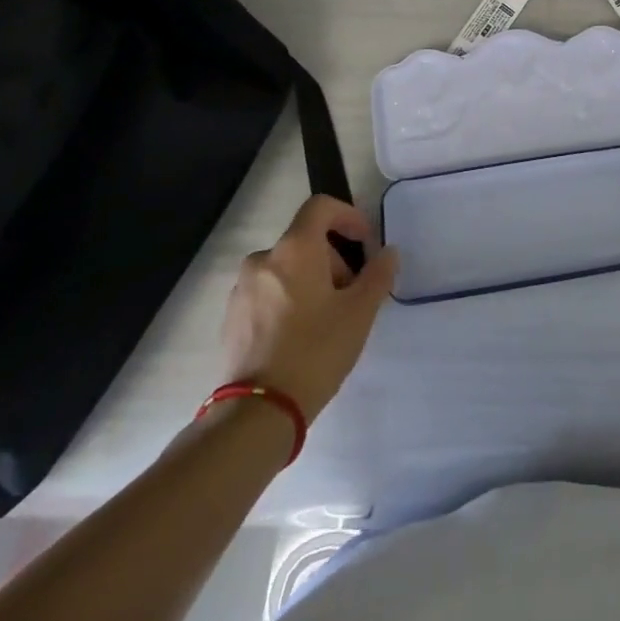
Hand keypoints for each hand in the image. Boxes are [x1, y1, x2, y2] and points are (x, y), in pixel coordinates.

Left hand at [220, 197, 397, 419]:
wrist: (257, 413)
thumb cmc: (315, 351)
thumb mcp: (360, 313)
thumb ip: (378, 275)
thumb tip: (387, 253)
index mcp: (294, 249)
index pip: (321, 207)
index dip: (348, 216)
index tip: (365, 242)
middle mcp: (263, 259)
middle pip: (306, 241)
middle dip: (334, 259)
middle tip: (352, 294)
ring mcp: (242, 289)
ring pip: (286, 268)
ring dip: (311, 281)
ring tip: (328, 319)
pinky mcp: (232, 317)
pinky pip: (268, 292)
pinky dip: (289, 300)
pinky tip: (301, 336)